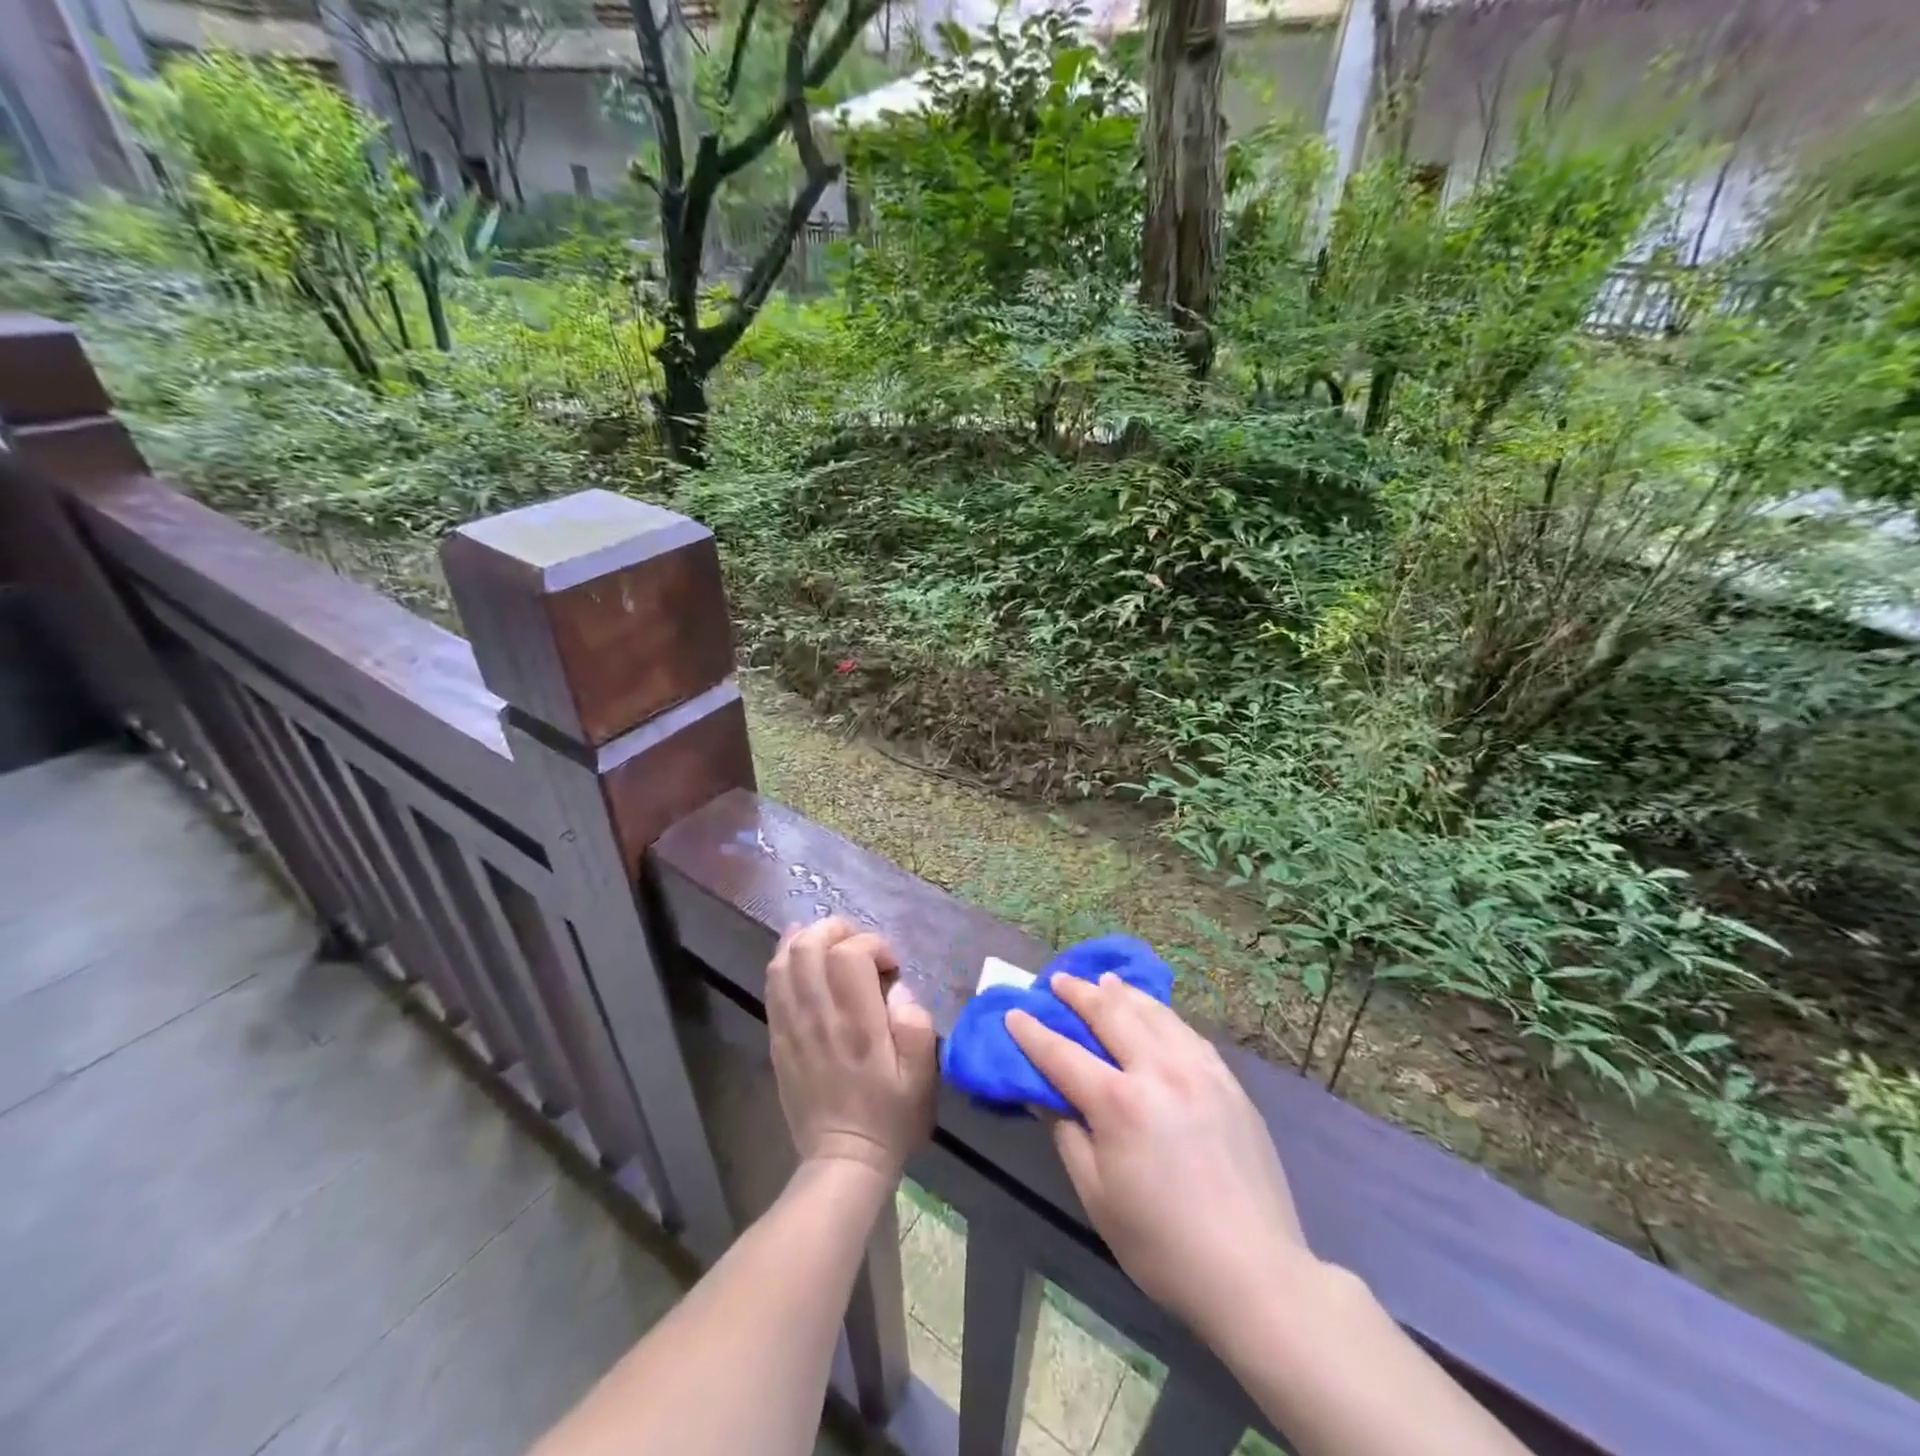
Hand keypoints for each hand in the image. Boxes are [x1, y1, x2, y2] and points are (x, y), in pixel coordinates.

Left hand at [766, 917, 936, 1178]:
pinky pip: (772, 985)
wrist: (842, 1160)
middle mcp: (820, 1017)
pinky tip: (798, 953)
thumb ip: (916, 1024)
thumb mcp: (922, 1076)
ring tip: (830, 944)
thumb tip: (897, 989)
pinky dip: (784, 959)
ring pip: (785, 960)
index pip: (850, 955)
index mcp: (858, 1024)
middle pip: (810, 946)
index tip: (890, 966)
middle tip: (859, 946)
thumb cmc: (890, 1117)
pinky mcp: (778, 1038)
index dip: (873, 945)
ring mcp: (792, 1026)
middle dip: (836, 930)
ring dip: (808, 940)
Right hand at [1006, 973, 1312, 1338]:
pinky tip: (1154, 1014)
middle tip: (1058, 980)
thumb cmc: (1162, 1245)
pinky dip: (1161, 1014)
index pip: (1063, 1054)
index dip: (1033, 1032)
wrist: (1254, 1272)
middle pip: (1111, 1014)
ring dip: (1122, 993)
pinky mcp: (1228, 1081)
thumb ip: (1068, 1135)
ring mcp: (1199, 1070)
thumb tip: (1049, 1096)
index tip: (1014, 1012)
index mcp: (1119, 1103)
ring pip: (1153, 1013)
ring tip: (1104, 981)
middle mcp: (1158, 1070)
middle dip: (1079, 993)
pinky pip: (1186, 1032)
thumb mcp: (1097, 1196)